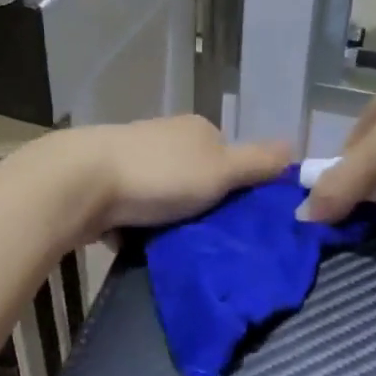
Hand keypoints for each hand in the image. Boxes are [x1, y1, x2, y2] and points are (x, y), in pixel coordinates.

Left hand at [35, 116, 290, 243]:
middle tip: (207, 238)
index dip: (236, 187)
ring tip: (173, 246)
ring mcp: (131, 158)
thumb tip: (295, 146)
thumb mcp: (220, 170)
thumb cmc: (159, 175)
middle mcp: (164, 137)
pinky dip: (138, 227)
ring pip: (163, 196)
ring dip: (168, 220)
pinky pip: (133, 210)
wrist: (81, 183)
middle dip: (199, 206)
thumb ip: (257, 162)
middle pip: (195, 178)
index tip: (237, 219)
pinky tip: (138, 244)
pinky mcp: (104, 183)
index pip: (228, 157)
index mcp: (195, 129)